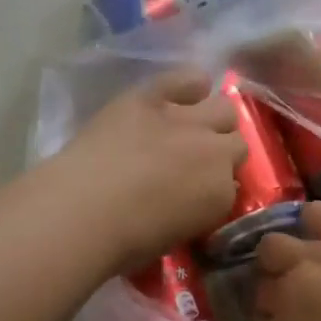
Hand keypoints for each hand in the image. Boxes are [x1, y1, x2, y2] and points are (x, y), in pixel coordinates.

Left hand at [51, 69, 246, 275]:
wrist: (83, 210)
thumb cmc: (123, 241)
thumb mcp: (172, 237)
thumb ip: (193, 210)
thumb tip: (193, 196)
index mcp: (221, 194)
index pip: (233, 182)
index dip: (215, 183)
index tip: (198, 189)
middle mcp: (214, 151)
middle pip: (237, 140)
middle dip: (221, 149)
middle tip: (195, 159)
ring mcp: (185, 119)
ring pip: (222, 107)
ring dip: (212, 118)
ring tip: (190, 125)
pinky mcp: (152, 96)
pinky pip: (186, 78)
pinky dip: (188, 85)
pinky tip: (181, 93)